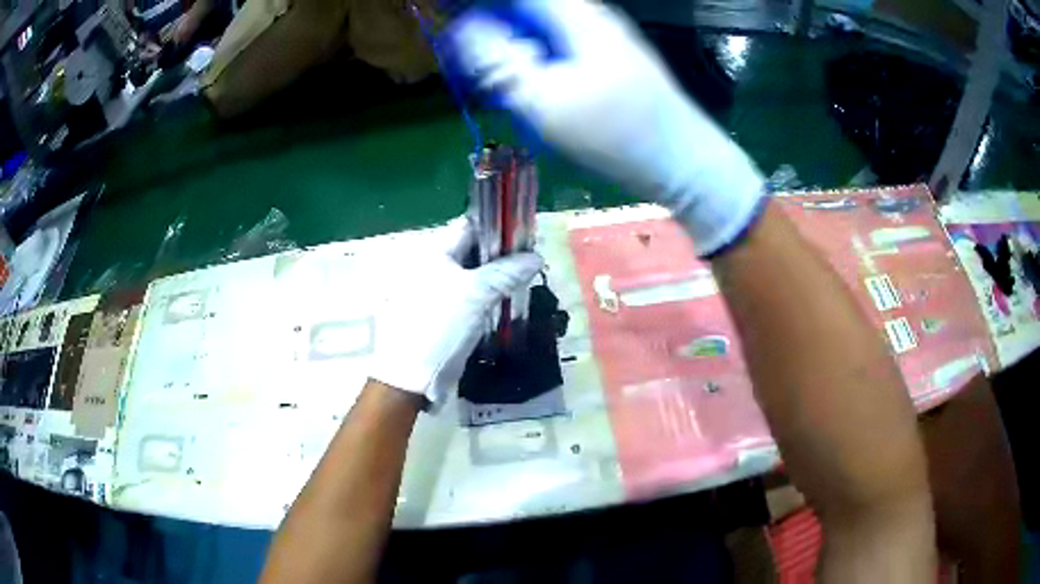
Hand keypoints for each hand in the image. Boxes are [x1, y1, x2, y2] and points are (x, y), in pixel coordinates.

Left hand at [368, 218, 542, 408]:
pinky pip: (470, 297)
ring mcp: (436, 290)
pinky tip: (505, 304)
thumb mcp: (477, 293)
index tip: (525, 238)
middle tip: (529, 265)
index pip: (470, 227)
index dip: (497, 229)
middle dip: (501, 257)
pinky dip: (487, 297)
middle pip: (473, 252)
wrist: (412, 375)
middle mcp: (432, 266)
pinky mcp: (442, 313)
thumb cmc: (441, 326)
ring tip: (522, 284)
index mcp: (434, 253)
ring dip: (497, 279)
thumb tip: (535, 256)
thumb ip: (507, 272)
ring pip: (473, 276)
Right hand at [446, 0, 764, 254]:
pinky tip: (536, 93)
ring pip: (543, 31)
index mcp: (577, 15)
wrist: (683, 163)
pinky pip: (561, 49)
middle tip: (478, 66)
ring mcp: (604, 38)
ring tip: (507, 86)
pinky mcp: (609, 60)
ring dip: (516, 51)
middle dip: (497, 33)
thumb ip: (500, 61)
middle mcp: (591, 17)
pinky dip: (539, 64)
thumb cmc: (617, 132)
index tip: (454, 22)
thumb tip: (462, 30)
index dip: (484, 7)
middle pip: (529, 11)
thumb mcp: (546, 99)